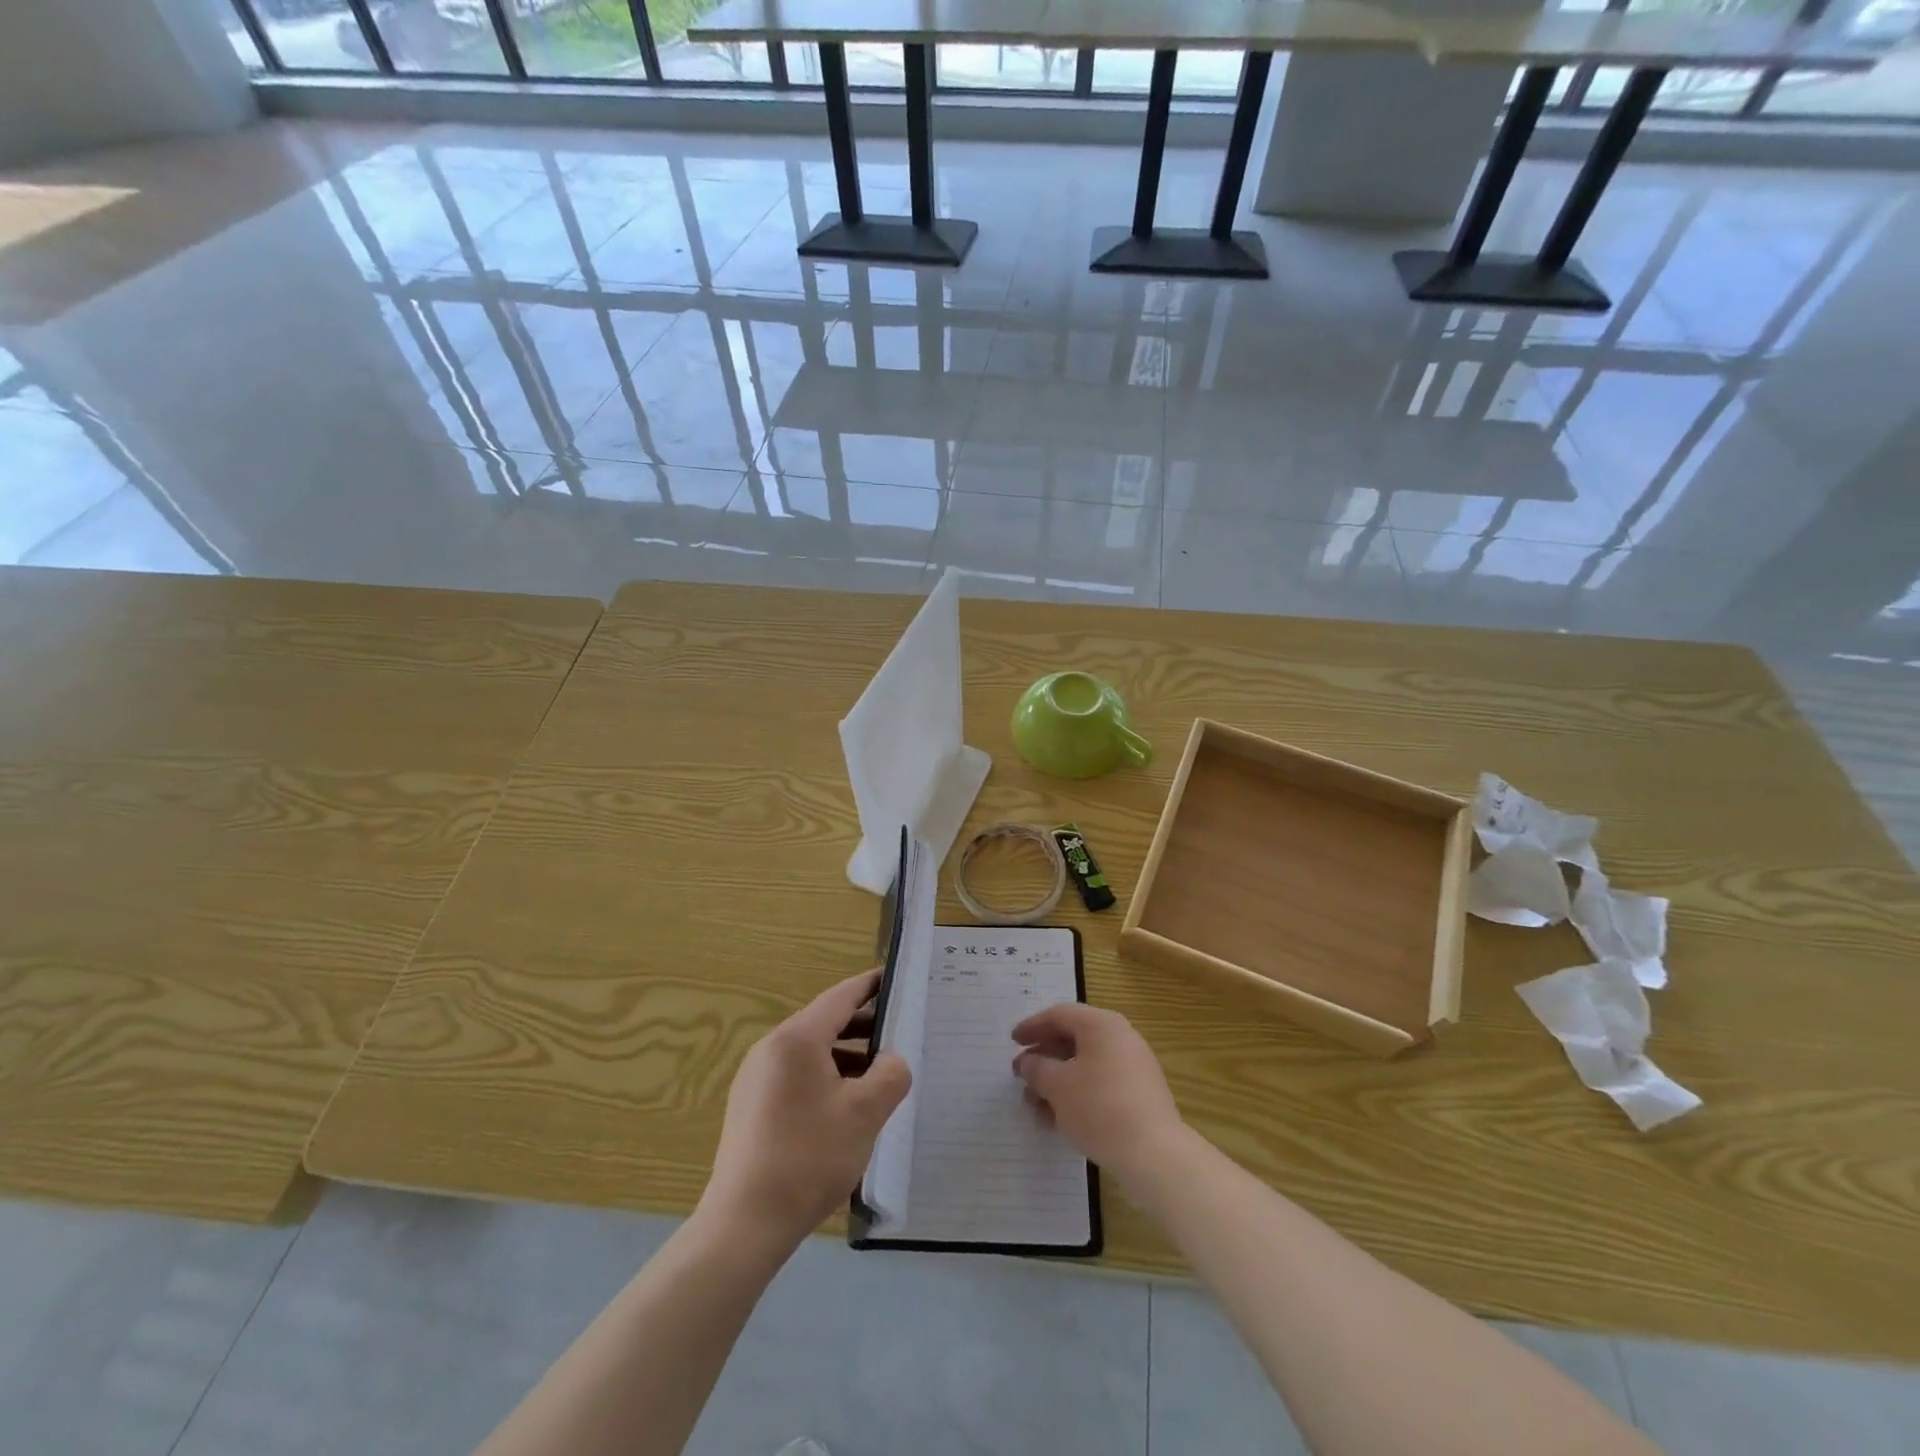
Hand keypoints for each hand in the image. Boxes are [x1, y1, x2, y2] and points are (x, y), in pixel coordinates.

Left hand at [698, 969, 911, 1256]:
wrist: (745, 1224)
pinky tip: (846, 1105)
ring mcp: (756, 1077)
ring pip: (811, 1051)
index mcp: (797, 1039)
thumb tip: (891, 1061)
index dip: (870, 986)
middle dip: (863, 1025)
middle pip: (825, 1022)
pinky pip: (796, 1074)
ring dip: (846, 1055)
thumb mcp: (865, 1113)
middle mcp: (771, 1047)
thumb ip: (890, 1075)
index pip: (841, 997)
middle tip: (899, 1032)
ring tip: (879, 1073)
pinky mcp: (751, 1105)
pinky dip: (825, 1076)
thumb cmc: (809, 1157)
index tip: (895, 978)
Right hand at [1012, 1003, 1185, 1184]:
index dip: (1032, 1026)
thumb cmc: (1099, 1108)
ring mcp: (1134, 1067)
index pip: (1060, 1015)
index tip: (1012, 1042)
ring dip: (1057, 1081)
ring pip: (1085, 1065)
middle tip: (1020, 1075)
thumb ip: (1037, 1068)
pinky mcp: (1140, 1095)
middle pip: (1073, 1039)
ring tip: (1034, 1105)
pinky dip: (1077, 1094)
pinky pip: (1100, 1084)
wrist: (1154, 1155)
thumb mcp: (1057, 1086)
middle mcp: (1121, 1038)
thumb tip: (1028, 1062)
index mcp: (1102, 1025)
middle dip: (1043, 1058)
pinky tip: (1059, 1119)